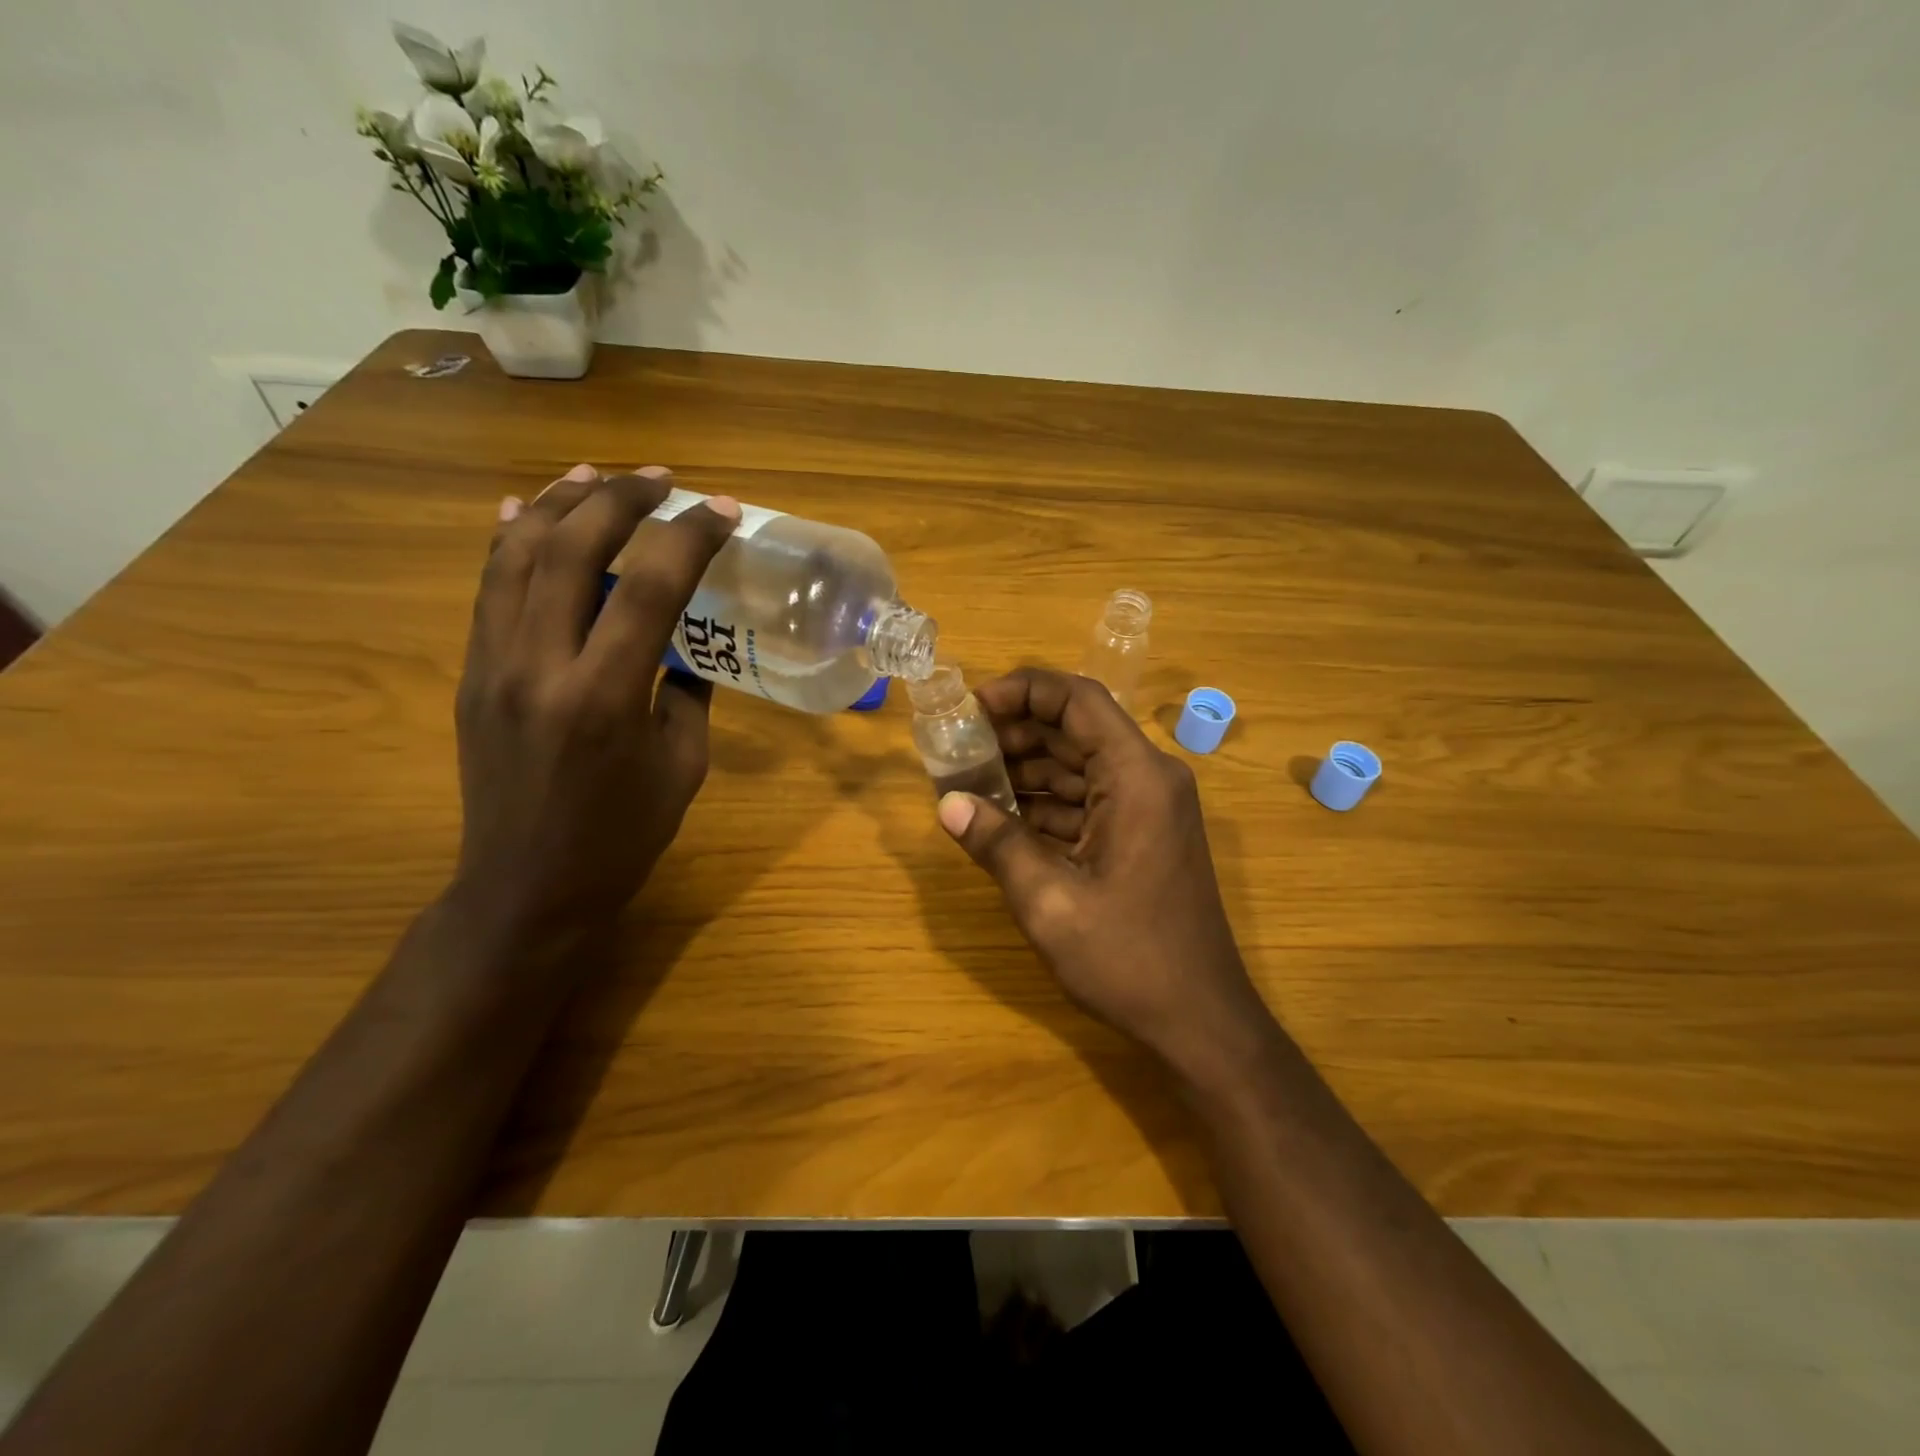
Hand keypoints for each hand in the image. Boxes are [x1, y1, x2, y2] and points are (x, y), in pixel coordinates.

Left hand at [449, 463, 739, 954]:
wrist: (527, 888)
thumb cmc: (622, 837)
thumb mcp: (682, 765)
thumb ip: (685, 692)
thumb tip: (684, 643)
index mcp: (605, 697)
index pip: (650, 588)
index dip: (689, 538)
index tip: (721, 510)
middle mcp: (540, 667)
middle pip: (572, 551)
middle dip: (620, 500)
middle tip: (660, 479)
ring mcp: (494, 666)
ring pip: (517, 557)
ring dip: (559, 504)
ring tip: (594, 474)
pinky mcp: (472, 674)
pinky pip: (488, 590)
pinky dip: (510, 542)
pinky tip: (525, 512)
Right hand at [936, 667, 1270, 1078]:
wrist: (1200, 1021)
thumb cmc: (1129, 959)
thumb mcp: (1049, 902)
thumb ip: (997, 844)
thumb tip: (947, 805)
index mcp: (1137, 777)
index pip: (1078, 700)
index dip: (1023, 691)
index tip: (972, 705)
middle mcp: (1148, 778)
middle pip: (1076, 729)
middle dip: (1016, 732)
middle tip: (959, 745)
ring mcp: (1148, 808)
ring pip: (1079, 765)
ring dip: (1026, 768)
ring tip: (968, 779)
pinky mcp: (1142, 835)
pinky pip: (1087, 800)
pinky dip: (1045, 803)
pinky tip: (1000, 816)